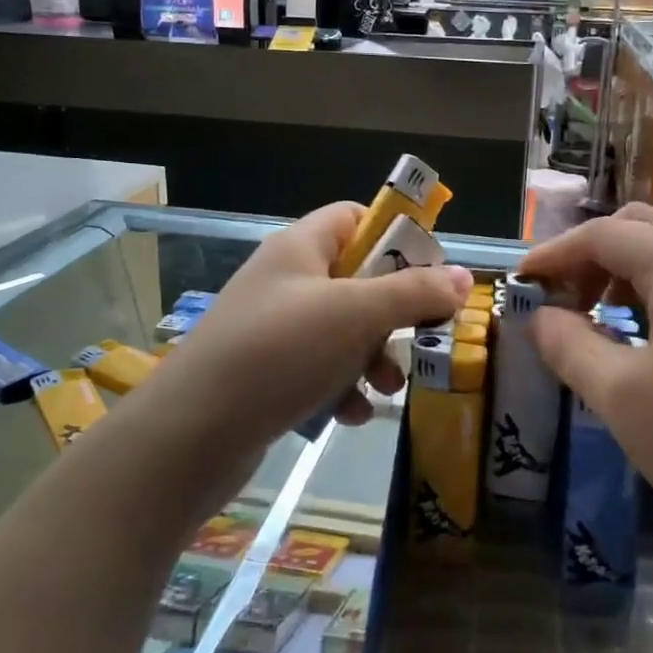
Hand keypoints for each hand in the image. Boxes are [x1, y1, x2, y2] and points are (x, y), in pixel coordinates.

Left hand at [168, 202, 472, 447]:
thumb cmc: (280, 352)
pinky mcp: (264, 374)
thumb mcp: (356, 315)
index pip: (354, 218)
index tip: (429, 272)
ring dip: (372, 356)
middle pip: (355, 279)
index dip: (395, 237)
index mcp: (300, 247)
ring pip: (341, 330)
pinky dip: (341, 388)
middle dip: (392, 312)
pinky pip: (318, 369)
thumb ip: (413, 292)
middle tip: (421, 337)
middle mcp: (284, 280)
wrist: (191, 434)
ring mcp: (271, 328)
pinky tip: (351, 416)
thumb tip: (461, 277)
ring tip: (388, 388)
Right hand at [518, 205, 652, 593]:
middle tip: (561, 304)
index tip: (519, 287)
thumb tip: (540, 316)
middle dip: (589, 257)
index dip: (552, 255)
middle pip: (639, 228)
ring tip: (601, 319)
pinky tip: (651, 339)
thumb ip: (570, 345)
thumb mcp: (625, 399)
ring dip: (626, 270)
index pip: (601, 234)